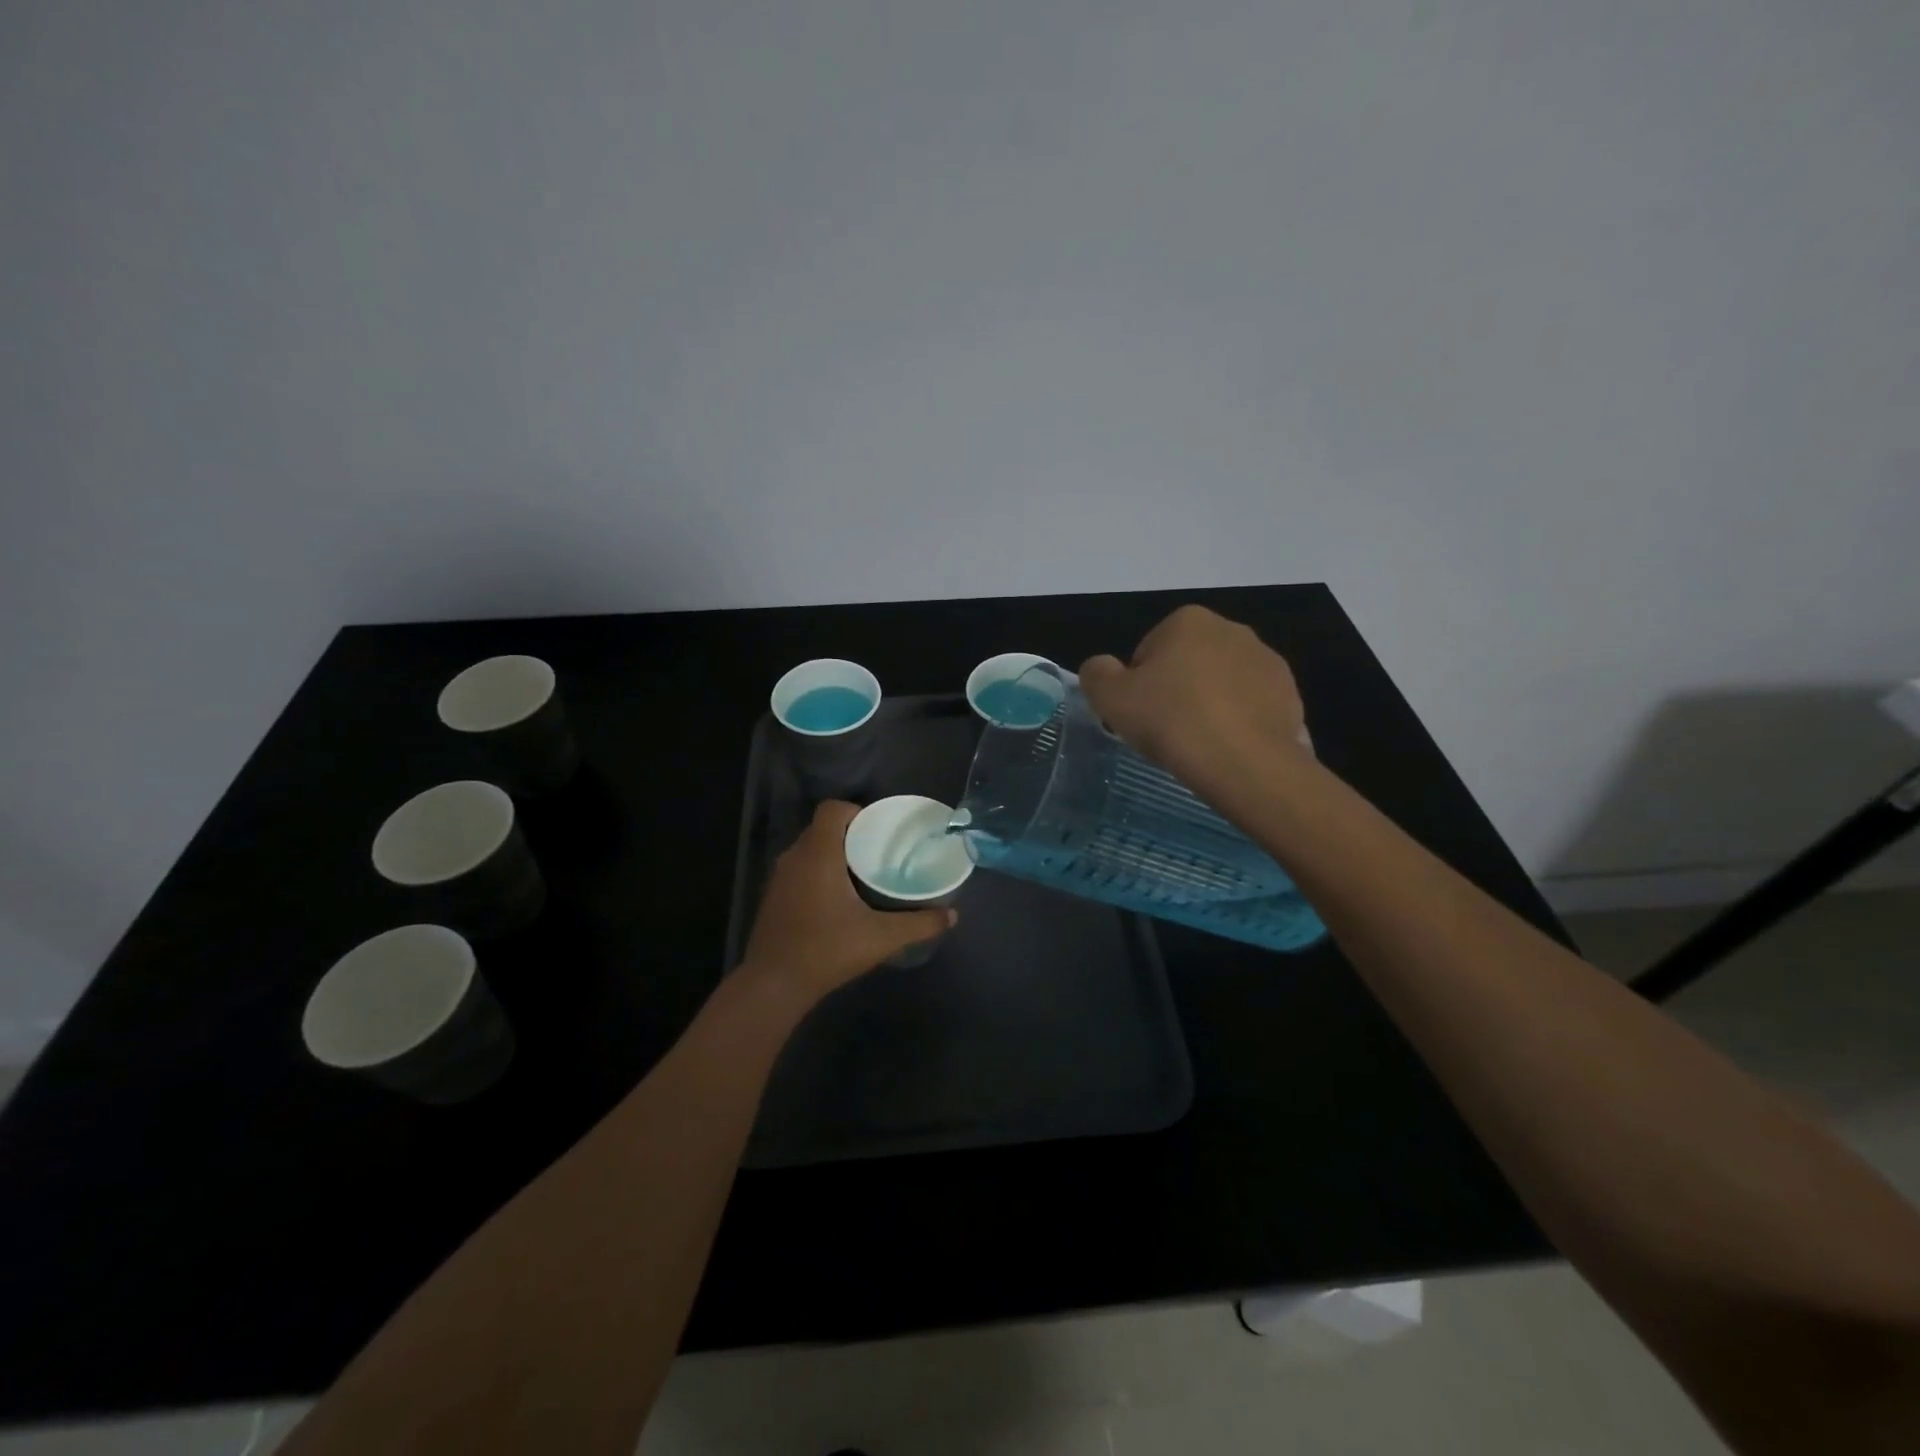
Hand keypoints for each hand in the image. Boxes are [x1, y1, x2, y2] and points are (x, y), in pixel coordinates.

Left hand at [739, 801, 955, 1006]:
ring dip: (834, 855)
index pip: (832, 809)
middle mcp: (795, 856)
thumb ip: (919, 924)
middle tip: (879, 852)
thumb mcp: (881, 937)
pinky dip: (818, 873)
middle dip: (851, 835)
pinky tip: (838, 899)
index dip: (856, 811)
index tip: (878, 831)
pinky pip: (800, 869)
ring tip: (863, 874)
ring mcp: (779, 877)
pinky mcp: (773, 896)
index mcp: (818, 853)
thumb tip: (951, 916)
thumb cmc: (827, 950)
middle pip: (823, 828)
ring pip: (810, 849)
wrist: (773, 984)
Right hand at [1079, 605, 1309, 791]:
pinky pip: (1250, 707)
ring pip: (1221, 685)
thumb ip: (1096, 673)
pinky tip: (1226, 749)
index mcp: (1187, 621)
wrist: (1244, 762)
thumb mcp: (1109, 697)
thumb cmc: (1171, 721)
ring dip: (1208, 706)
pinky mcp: (1290, 694)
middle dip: (1176, 691)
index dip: (1138, 686)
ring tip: (1198, 744)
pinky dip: (1237, 723)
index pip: (1148, 652)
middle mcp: (1232, 629)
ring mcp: (1267, 661)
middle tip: (1165, 731)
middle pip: (1187, 664)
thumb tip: (1102, 667)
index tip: (1140, 715)